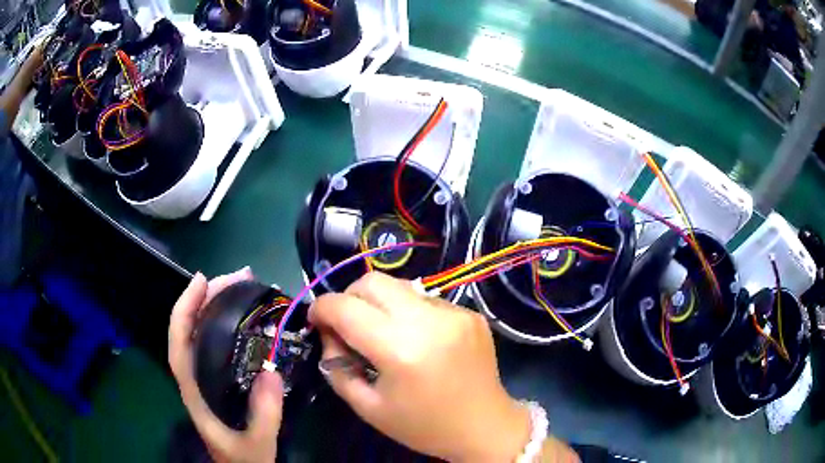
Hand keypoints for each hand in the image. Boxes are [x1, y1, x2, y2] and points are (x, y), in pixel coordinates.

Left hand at [169, 268, 283, 462]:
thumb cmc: (243, 460)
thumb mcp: (257, 444)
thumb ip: (264, 414)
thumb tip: (271, 370)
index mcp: (194, 391)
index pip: (179, 344)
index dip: (184, 310)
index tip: (202, 280)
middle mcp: (195, 378)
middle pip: (190, 330)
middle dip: (207, 298)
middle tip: (241, 277)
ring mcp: (206, 378)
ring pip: (202, 334)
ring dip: (217, 306)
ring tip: (245, 286)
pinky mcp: (219, 380)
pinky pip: (217, 344)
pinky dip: (228, 324)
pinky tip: (247, 317)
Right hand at [309, 272, 530, 461]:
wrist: (484, 426)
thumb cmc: (423, 426)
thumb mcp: (368, 407)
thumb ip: (337, 367)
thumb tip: (330, 335)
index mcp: (400, 349)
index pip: (345, 307)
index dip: (321, 309)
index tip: (316, 321)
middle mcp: (429, 321)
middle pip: (373, 281)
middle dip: (349, 297)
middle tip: (347, 325)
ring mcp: (454, 313)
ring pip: (400, 286)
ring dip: (381, 304)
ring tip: (384, 334)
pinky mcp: (470, 313)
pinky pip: (426, 300)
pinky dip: (409, 313)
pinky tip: (417, 340)